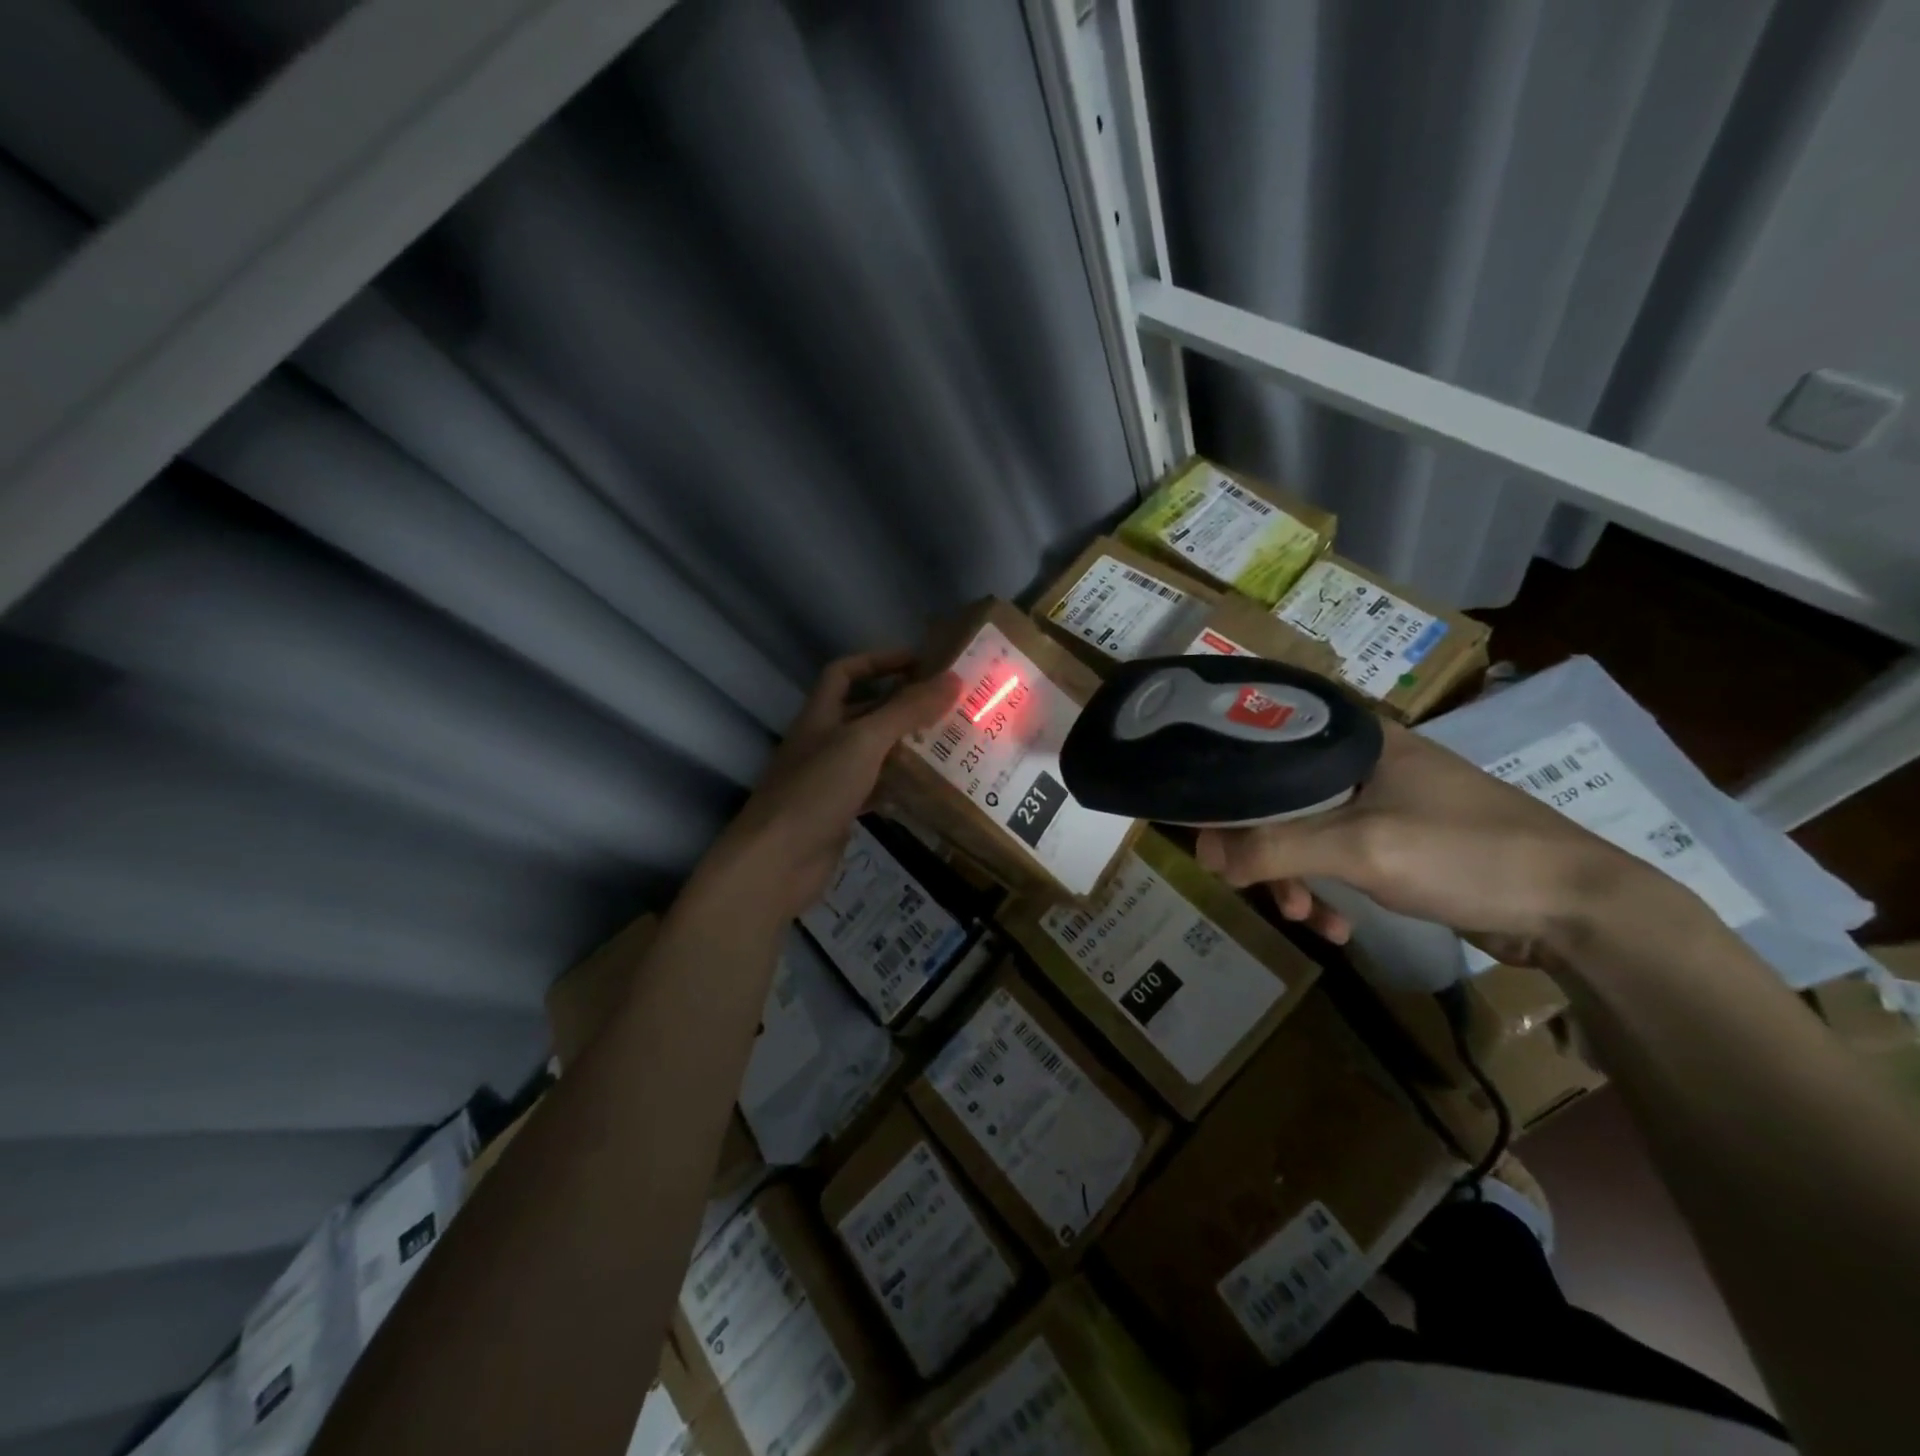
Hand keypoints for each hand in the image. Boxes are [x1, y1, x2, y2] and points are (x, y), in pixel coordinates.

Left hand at [702, 650, 961, 922]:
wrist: (778, 861)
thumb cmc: (817, 789)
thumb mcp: (864, 741)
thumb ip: (906, 710)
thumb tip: (953, 679)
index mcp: (820, 714)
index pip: (845, 672)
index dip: (879, 661)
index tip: (920, 662)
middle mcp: (824, 740)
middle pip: (864, 710)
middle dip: (902, 704)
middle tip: (948, 704)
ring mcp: (831, 778)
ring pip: (874, 751)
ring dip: (906, 744)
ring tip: (950, 740)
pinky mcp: (841, 811)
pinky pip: (876, 787)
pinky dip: (901, 783)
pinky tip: (931, 785)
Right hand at [1195, 720, 1670, 965]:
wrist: (1578, 907)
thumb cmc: (1465, 853)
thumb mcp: (1361, 848)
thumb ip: (1275, 847)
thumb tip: (1204, 855)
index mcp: (1352, 738)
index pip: (1262, 745)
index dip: (1226, 789)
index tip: (1208, 837)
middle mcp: (1360, 761)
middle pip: (1278, 796)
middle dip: (1264, 850)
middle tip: (1254, 890)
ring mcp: (1381, 801)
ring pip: (1305, 832)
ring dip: (1295, 879)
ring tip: (1306, 918)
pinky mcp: (1398, 840)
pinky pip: (1337, 858)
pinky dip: (1329, 891)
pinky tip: (1338, 927)